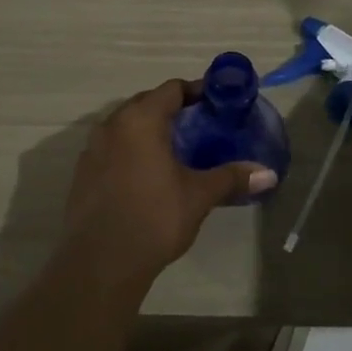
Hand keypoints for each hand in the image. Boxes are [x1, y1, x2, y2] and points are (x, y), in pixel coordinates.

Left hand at [63, 79, 276, 282]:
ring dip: (149, 131)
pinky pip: (112, 148)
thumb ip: (231, 178)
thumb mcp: (198, 196)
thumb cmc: (154, 218)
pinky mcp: (83, 172)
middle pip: (146, 103)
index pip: (171, 89)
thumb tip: (269, 174)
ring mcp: (92, 148)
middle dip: (172, 109)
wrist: (100, 261)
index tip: (217, 102)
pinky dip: (131, 151)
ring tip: (175, 150)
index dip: (196, 91)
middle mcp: (112, 124)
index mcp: (140, 120)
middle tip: (200, 125)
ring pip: (126, 126)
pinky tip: (146, 174)